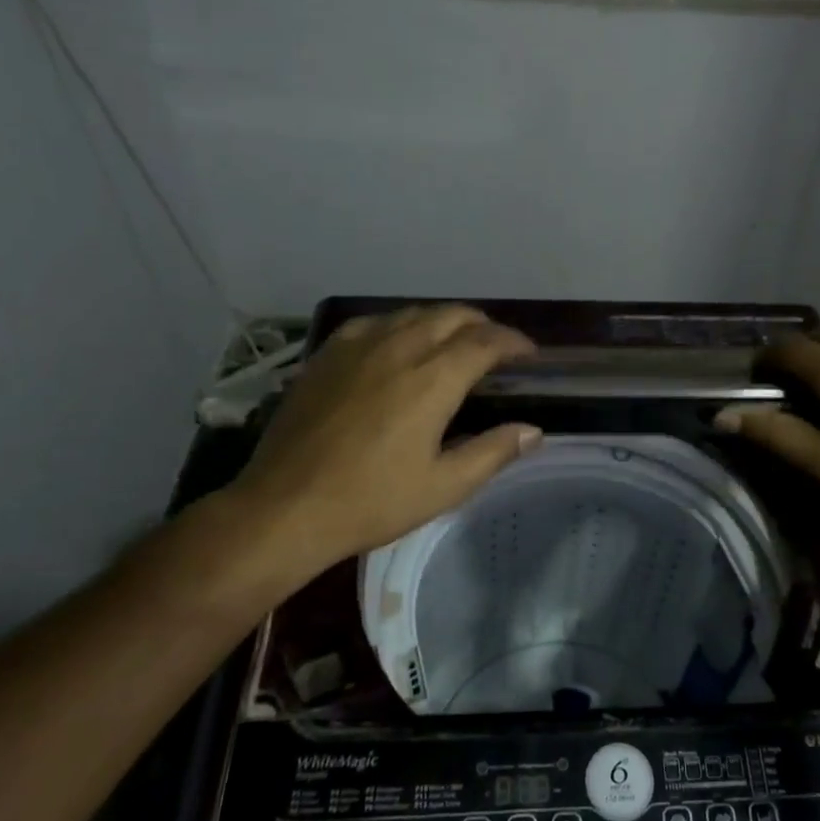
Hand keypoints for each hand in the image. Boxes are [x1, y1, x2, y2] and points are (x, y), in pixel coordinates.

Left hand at [202, 306, 540, 596]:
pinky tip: (399, 345)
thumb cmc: (372, 501)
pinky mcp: (328, 355)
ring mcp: (358, 347)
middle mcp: (399, 348)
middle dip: (483, 325)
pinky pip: (374, 322)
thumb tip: (533, 430)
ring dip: (443, 321)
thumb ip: (493, 453)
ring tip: (453, 343)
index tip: (529, 355)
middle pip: (452, 315)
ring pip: (413, 313)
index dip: (514, 342)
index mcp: (432, 379)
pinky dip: (400, 325)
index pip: (486, 341)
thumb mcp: (443, 487)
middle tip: (496, 349)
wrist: (286, 507)